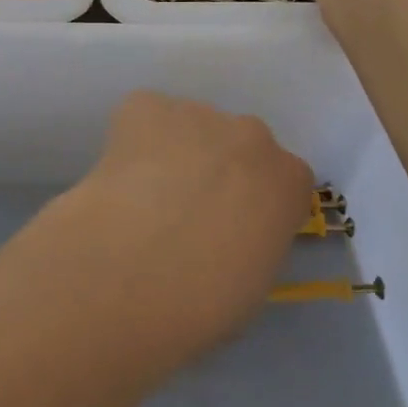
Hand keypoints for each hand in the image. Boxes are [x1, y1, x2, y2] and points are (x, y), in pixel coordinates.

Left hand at [65, 91, 312, 352]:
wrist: (135, 270)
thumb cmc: (205, 300)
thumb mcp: (253, 283)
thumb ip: (253, 242)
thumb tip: (227, 238)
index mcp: (289, 180)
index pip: (282, 181)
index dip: (252, 204)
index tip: (228, 230)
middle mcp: (251, 136)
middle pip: (237, 146)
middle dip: (215, 170)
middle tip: (182, 211)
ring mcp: (199, 113)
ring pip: (188, 128)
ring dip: (172, 152)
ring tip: (141, 197)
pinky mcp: (146, 106)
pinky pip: (143, 115)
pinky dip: (131, 139)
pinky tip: (118, 176)